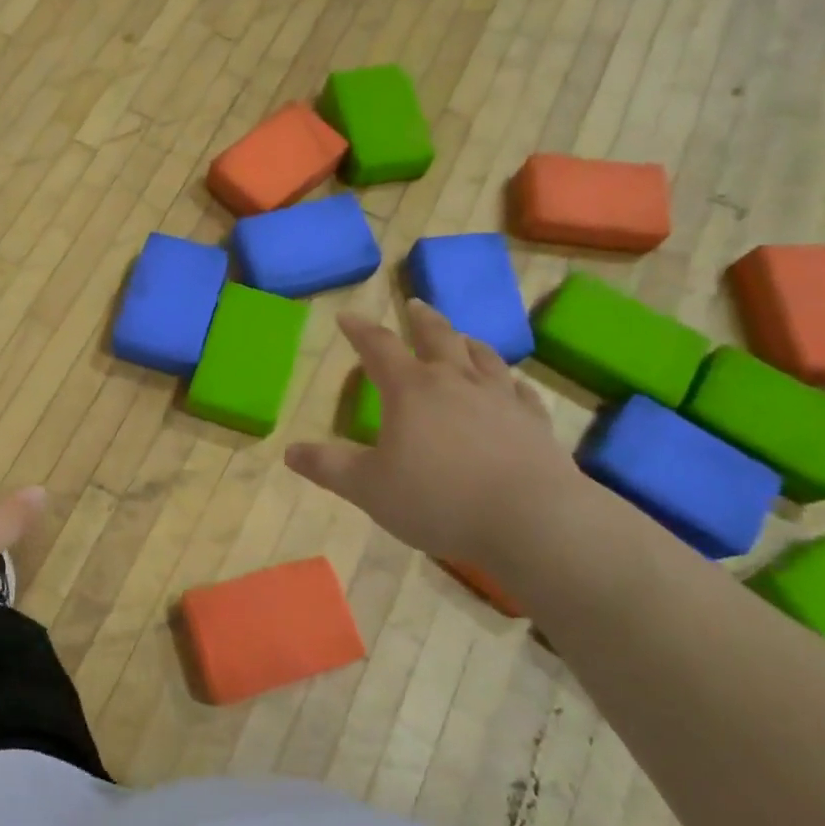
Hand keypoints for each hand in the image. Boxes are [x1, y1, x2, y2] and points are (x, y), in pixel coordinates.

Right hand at [285, 302, 580, 568]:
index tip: (347, 316)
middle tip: (414, 305)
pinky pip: (520, 391)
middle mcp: (456, 382)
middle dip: (421, 320)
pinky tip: (511, 386)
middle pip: (438, 337)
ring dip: (466, 342)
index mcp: (411, 390)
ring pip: (482, 356)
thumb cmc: (438, 499)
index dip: (360, 330)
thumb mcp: (368, 487)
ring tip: (461, 337)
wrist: (533, 520)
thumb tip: (290, 451)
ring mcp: (501, 399)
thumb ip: (328, 467)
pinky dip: (509, 381)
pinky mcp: (534, 423)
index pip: (378, 347)